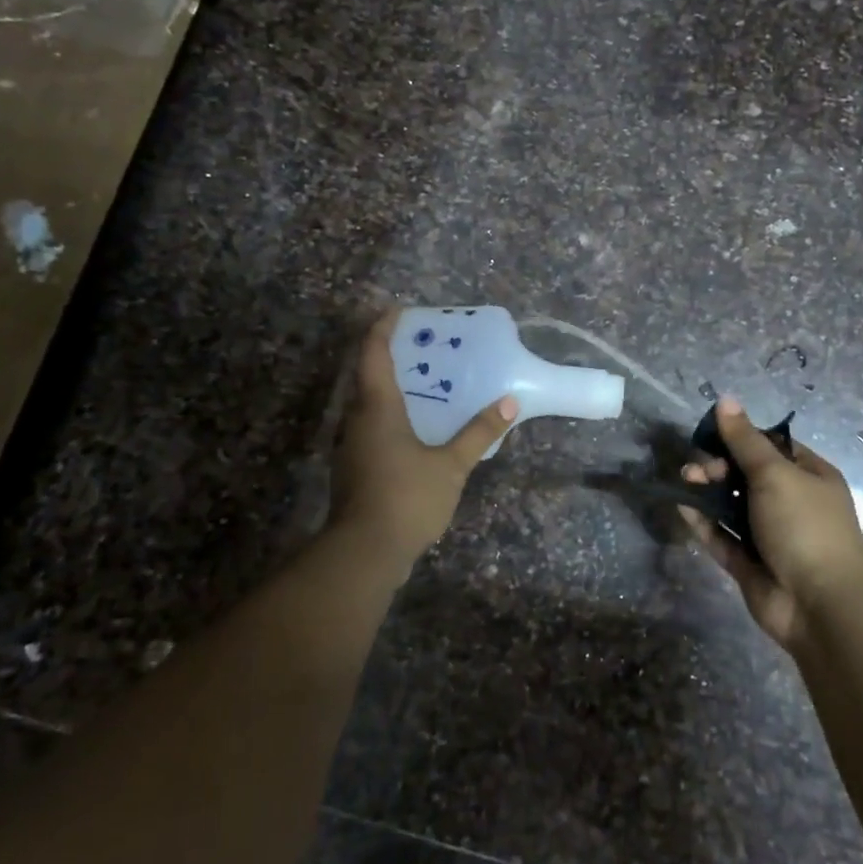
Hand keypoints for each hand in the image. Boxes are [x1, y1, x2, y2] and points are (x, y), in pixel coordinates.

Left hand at [326, 309, 518, 582]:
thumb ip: (479, 433)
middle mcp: (358, 419)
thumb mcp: (451, 465)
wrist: (364, 553)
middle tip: (423, 345)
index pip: (374, 353)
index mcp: (377, 408)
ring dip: (392, 387)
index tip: (398, 310)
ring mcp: (353, 445)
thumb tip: (509, 403)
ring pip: (369, 403)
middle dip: (391, 355)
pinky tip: (418, 427)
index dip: (383, 327)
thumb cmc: (406, 498)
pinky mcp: (356, 468)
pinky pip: (373, 426)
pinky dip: (392, 415)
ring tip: (426, 382)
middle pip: (368, 375)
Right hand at [678, 398, 862, 650]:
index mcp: (809, 476)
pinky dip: (703, 520)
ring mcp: (769, 534)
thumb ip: (744, 440)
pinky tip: (682, 505)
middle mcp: (790, 502)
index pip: (771, 446)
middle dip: (719, 465)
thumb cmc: (804, 525)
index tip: (712, 433)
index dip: (741, 437)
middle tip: (699, 466)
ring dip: (707, 490)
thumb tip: (726, 400)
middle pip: (747, 475)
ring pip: (731, 505)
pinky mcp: (748, 562)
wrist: (819, 604)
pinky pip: (722, 536)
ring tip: (685, 480)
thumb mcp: (775, 474)